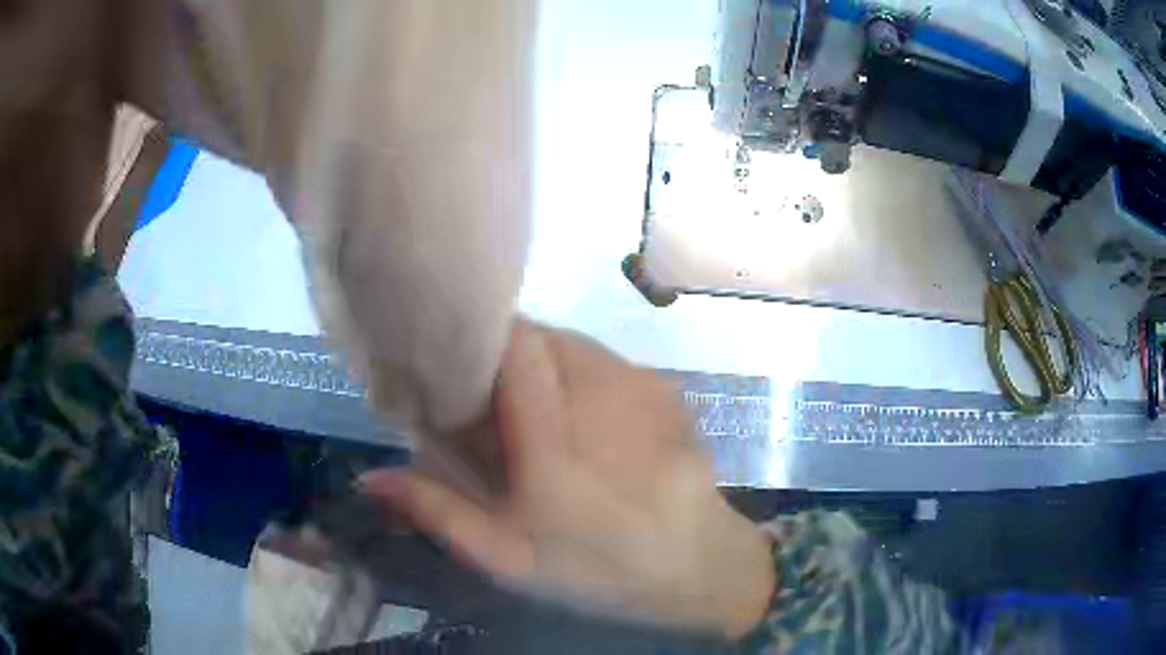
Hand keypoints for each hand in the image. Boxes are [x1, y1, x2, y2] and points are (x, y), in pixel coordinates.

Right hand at [360, 320, 774, 637]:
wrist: (699, 566)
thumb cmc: (598, 570)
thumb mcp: (507, 557)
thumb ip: (437, 511)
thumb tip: (369, 478)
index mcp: (556, 443)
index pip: (518, 344)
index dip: (483, 339)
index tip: (459, 363)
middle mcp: (603, 398)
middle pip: (543, 337)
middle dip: (508, 357)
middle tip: (493, 403)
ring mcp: (643, 388)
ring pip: (575, 344)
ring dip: (545, 365)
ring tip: (537, 415)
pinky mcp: (667, 389)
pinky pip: (608, 361)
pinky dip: (583, 376)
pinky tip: (586, 422)